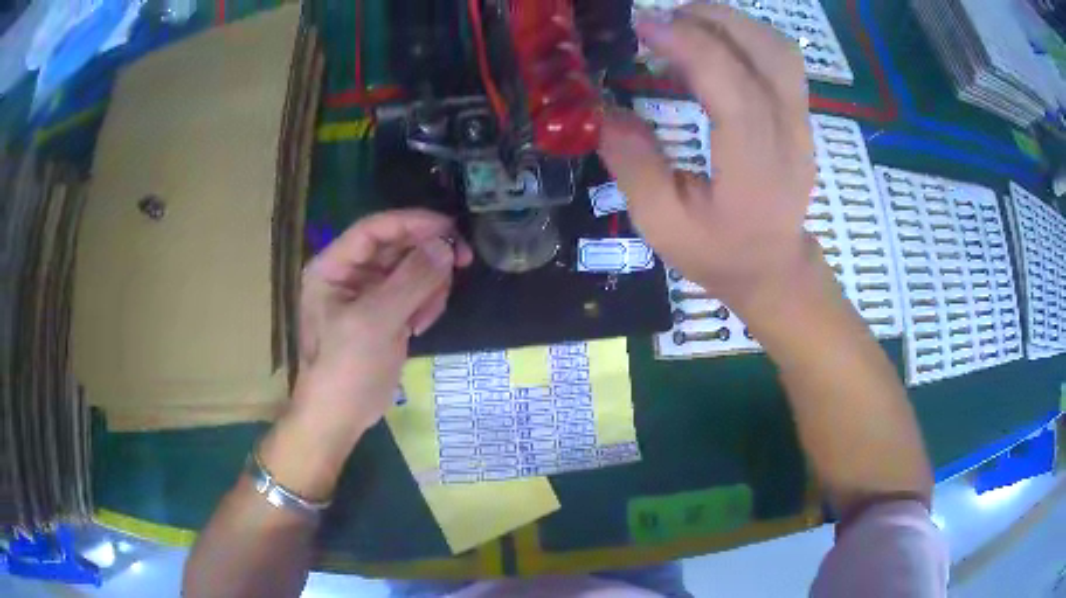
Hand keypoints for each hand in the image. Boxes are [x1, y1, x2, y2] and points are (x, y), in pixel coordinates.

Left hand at [291, 209, 473, 443]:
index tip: (451, 228)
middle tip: (462, 263)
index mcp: (334, 266)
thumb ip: (411, 280)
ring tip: (426, 314)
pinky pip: (414, 292)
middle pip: (396, 246)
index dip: (412, 222)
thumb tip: (445, 245)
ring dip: (429, 284)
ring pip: (410, 268)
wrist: (341, 416)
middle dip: (427, 256)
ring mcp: (368, 294)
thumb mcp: (376, 322)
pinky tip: (420, 326)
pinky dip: (425, 302)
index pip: (375, 229)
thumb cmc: (346, 367)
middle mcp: (350, 273)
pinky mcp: (385, 313)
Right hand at [599, 4, 816, 319]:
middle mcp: (789, 135)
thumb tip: (602, 110)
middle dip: (712, 20)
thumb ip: (634, 165)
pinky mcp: (800, 116)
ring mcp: (802, 123)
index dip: (689, 45)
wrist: (774, 268)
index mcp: (755, 167)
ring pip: (780, 49)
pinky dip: (746, 36)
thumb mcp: (663, 225)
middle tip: (662, 19)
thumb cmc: (720, 253)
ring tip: (685, 24)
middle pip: (767, 53)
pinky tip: (713, 43)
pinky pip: (781, 59)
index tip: (643, 26)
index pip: (733, 86)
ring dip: (732, 23)